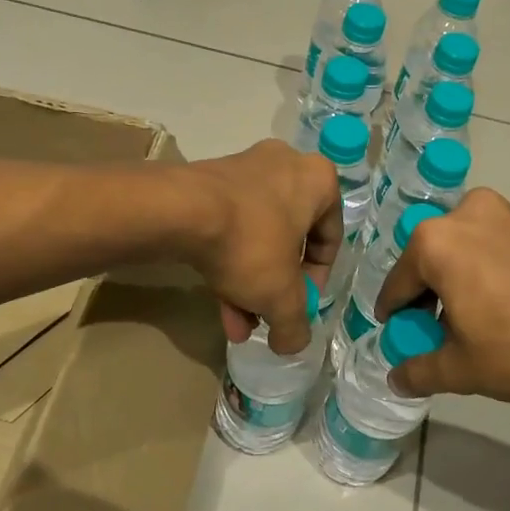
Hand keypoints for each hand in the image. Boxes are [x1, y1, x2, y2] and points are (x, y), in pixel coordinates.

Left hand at [184, 140, 342, 352]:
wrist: (179, 211)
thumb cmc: (250, 243)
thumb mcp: (281, 296)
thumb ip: (295, 325)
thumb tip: (292, 344)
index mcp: (317, 180)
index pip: (330, 238)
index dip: (316, 281)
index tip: (300, 307)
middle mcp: (284, 166)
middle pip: (289, 241)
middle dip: (275, 288)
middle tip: (265, 318)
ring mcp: (244, 170)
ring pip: (257, 237)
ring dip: (249, 283)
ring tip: (237, 324)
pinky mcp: (208, 182)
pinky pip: (230, 226)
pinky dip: (228, 262)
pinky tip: (219, 304)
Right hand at [374, 189, 509, 401]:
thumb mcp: (463, 369)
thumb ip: (419, 371)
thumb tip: (396, 378)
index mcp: (434, 242)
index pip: (397, 285)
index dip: (395, 318)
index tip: (401, 340)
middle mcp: (463, 214)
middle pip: (430, 263)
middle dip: (429, 299)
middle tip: (441, 337)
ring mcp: (504, 212)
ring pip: (463, 253)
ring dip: (459, 284)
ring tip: (476, 325)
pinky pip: (493, 248)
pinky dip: (488, 273)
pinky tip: (506, 308)